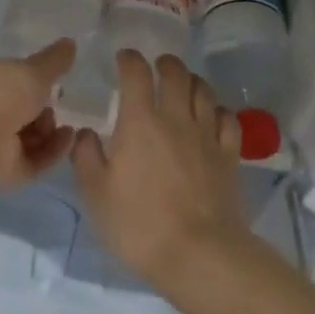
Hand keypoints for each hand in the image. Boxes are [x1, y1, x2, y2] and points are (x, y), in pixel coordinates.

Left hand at [0, 40, 76, 210]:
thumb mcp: (32, 71)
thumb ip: (53, 61)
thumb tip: (70, 42)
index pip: (13, 76)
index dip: (36, 78)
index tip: (59, 80)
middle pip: (22, 108)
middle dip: (44, 107)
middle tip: (60, 104)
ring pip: (28, 135)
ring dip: (50, 131)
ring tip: (64, 127)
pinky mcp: (0, 171)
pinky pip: (32, 160)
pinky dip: (51, 152)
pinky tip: (68, 141)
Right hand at [71, 51, 252, 290]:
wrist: (199, 254)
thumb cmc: (139, 224)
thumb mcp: (96, 195)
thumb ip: (86, 157)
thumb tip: (85, 133)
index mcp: (140, 121)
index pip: (136, 73)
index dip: (129, 59)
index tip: (124, 59)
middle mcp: (175, 118)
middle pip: (176, 73)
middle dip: (165, 63)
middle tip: (157, 68)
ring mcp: (207, 135)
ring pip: (204, 91)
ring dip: (192, 82)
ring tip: (184, 87)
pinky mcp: (230, 156)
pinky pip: (228, 119)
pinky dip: (218, 111)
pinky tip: (212, 118)